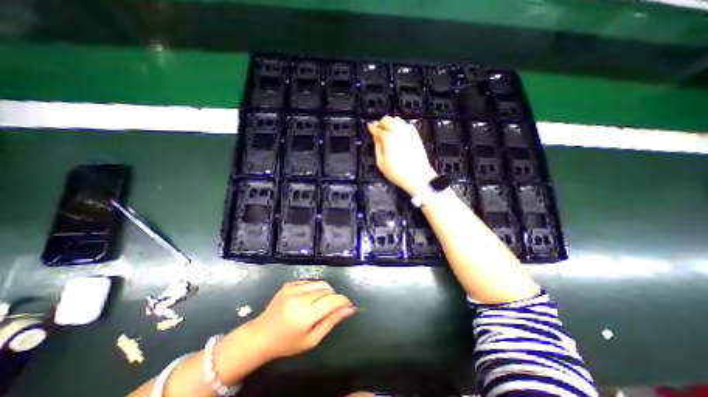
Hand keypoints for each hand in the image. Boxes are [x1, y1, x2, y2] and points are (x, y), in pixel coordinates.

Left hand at [250, 281, 359, 361]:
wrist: (261, 335)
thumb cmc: (287, 343)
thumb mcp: (312, 339)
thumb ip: (331, 321)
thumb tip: (349, 309)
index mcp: (305, 314)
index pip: (332, 300)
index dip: (343, 301)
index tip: (348, 305)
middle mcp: (300, 297)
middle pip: (327, 290)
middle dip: (334, 297)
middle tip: (331, 309)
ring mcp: (293, 287)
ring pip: (320, 283)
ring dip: (326, 291)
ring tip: (320, 304)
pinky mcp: (289, 283)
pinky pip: (310, 281)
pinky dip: (315, 288)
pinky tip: (309, 299)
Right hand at [371, 115, 436, 194]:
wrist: (417, 176)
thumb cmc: (396, 172)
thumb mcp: (380, 162)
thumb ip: (377, 147)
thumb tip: (375, 137)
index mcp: (387, 138)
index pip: (377, 129)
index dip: (371, 128)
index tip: (369, 127)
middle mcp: (398, 130)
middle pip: (387, 119)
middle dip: (381, 123)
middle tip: (379, 131)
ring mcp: (408, 131)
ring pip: (397, 119)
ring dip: (390, 123)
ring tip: (388, 132)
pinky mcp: (415, 135)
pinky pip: (406, 125)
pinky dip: (400, 126)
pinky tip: (398, 135)